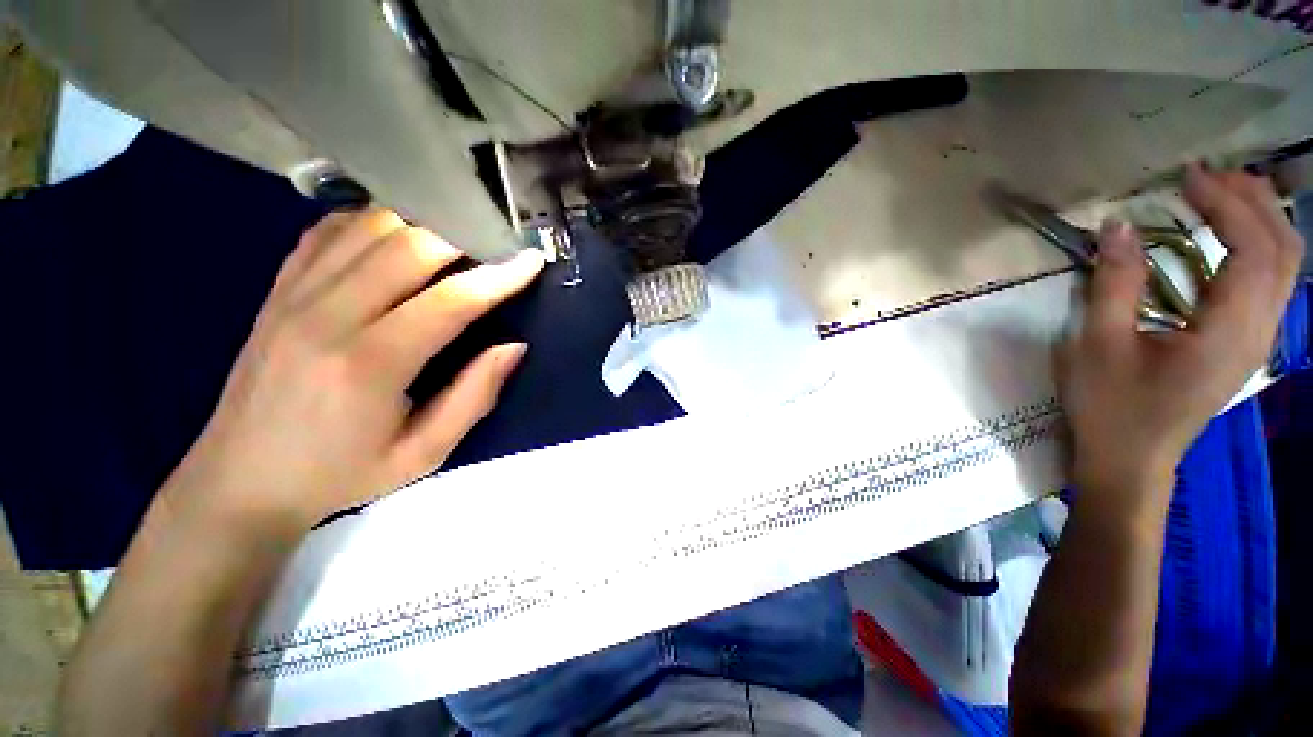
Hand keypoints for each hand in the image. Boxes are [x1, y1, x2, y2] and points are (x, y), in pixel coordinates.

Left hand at [163, 209, 543, 539]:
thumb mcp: (425, 453)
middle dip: (465, 237)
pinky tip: (399, 237)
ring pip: (369, 227)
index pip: (449, 301)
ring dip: (423, 224)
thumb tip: (514, 347)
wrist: (240, 481)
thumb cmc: (342, 473)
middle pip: (408, 247)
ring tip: (457, 241)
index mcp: (369, 365)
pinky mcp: (277, 290)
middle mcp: (327, 317)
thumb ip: (474, 396)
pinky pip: (329, 232)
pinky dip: (373, 223)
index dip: (499, 276)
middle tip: (498, 245)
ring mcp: (294, 296)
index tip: (531, 260)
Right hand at [1058, 166, 1303, 514]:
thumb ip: (1114, 284)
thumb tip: (1116, 226)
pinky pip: (1269, 281)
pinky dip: (1255, 245)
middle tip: (1206, 176)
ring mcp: (1257, 338)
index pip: (1253, 248)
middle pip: (1283, 250)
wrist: (1131, 459)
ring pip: (1284, 264)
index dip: (1226, 204)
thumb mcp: (1099, 345)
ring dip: (1259, 219)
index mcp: (1229, 332)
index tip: (1186, 178)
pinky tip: (1226, 236)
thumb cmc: (1111, 407)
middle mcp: (1259, 330)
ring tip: (1220, 193)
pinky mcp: (1246, 342)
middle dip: (1251, 201)